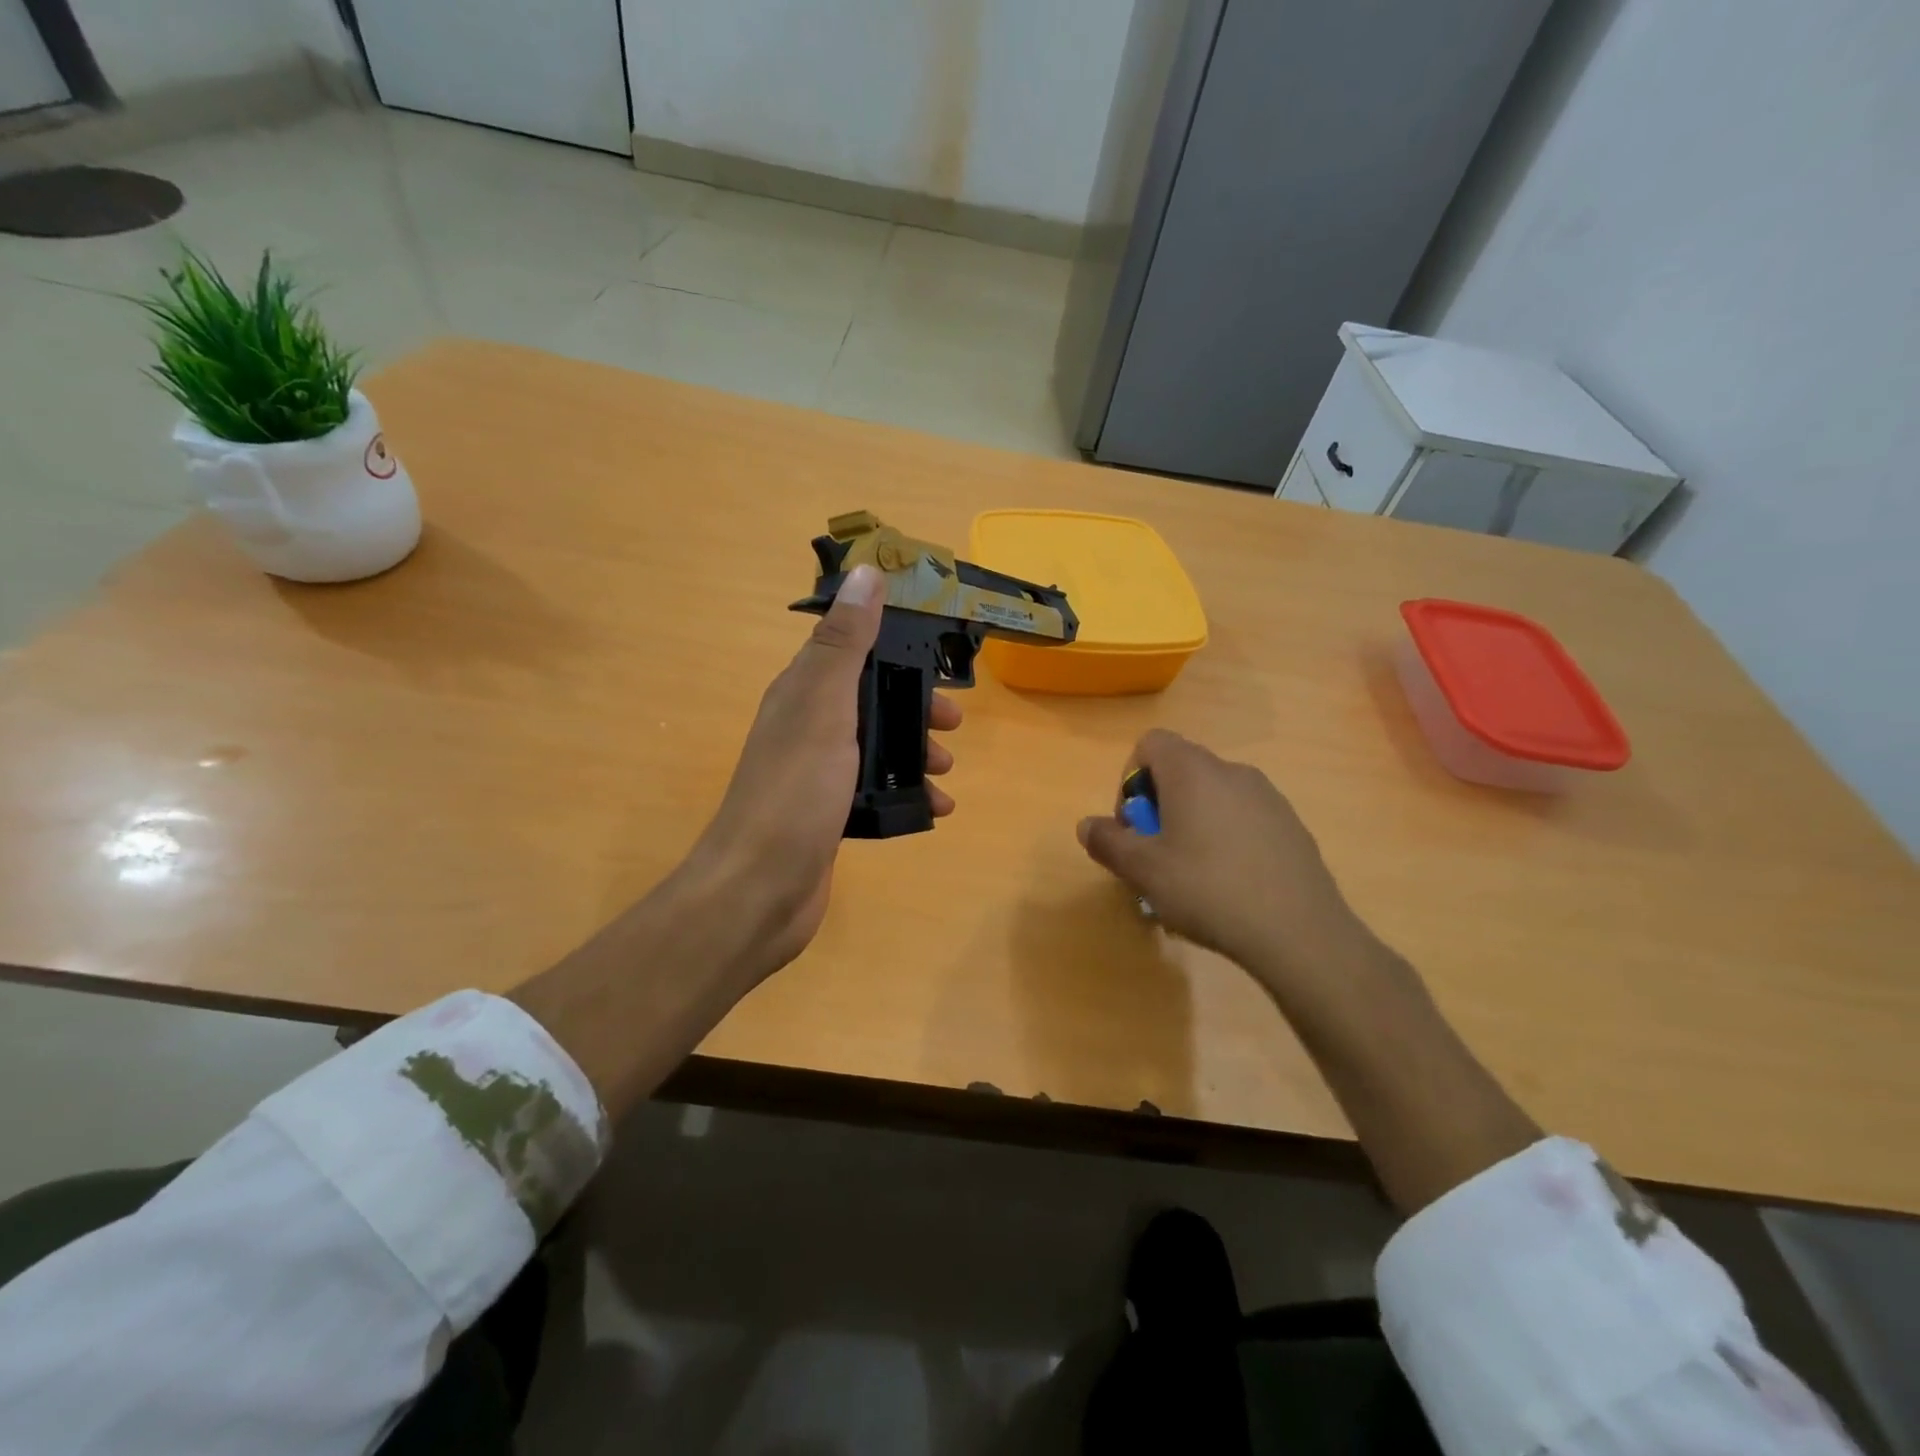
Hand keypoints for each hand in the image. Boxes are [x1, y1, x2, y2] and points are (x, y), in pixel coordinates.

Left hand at [687, 563, 961, 981]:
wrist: (759, 889)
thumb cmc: (795, 790)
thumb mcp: (824, 705)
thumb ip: (846, 642)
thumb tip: (865, 571)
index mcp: (803, 691)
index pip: (853, 650)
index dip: (897, 648)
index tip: (940, 658)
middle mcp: (808, 726)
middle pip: (870, 700)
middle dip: (914, 707)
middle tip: (953, 724)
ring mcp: (818, 773)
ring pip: (876, 747)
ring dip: (914, 752)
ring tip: (947, 771)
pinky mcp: (829, 814)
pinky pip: (875, 790)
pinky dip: (906, 794)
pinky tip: (934, 810)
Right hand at [1077, 730, 1370, 989]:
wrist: (1299, 932)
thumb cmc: (1208, 889)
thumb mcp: (1143, 870)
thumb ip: (1108, 841)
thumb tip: (1087, 825)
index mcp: (1193, 771)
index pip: (1150, 743)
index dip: (1130, 779)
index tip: (1134, 825)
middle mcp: (1232, 771)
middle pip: (1181, 770)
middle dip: (1159, 807)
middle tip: (1156, 855)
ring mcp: (1268, 797)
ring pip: (1213, 796)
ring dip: (1191, 823)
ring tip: (1191, 876)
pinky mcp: (1291, 825)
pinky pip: (1243, 818)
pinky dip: (1226, 838)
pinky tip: (1229, 885)